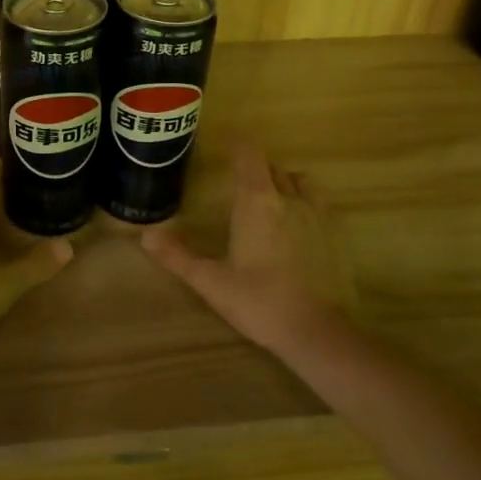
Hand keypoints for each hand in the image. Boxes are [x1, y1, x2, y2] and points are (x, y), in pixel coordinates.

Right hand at [141, 145, 357, 355]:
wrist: (316, 332)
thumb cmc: (258, 301)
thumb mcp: (210, 281)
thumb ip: (177, 256)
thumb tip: (144, 236)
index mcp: (256, 202)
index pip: (249, 157)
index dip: (238, 147)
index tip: (225, 148)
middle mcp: (289, 199)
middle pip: (272, 168)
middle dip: (255, 168)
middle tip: (238, 181)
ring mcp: (317, 215)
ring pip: (300, 182)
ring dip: (284, 182)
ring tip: (270, 199)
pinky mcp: (336, 235)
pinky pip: (319, 203)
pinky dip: (305, 203)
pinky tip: (296, 226)